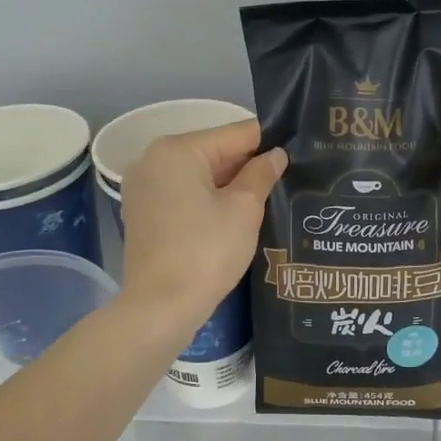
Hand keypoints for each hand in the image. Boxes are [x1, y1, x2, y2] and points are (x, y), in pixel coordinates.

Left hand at [119, 119, 285, 331]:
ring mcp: (143, 188)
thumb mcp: (244, 210)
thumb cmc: (206, 252)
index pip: (235, 134)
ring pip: (198, 176)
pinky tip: (233, 218)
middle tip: (287, 179)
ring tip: (267, 198)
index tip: (297, 153)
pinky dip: (207, 201)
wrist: (160, 306)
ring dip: (229, 185)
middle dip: (248, 166)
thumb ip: (261, 175)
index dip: (269, 143)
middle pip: (214, 152)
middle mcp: (153, 160)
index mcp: (178, 150)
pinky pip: (183, 196)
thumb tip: (275, 155)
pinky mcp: (142, 214)